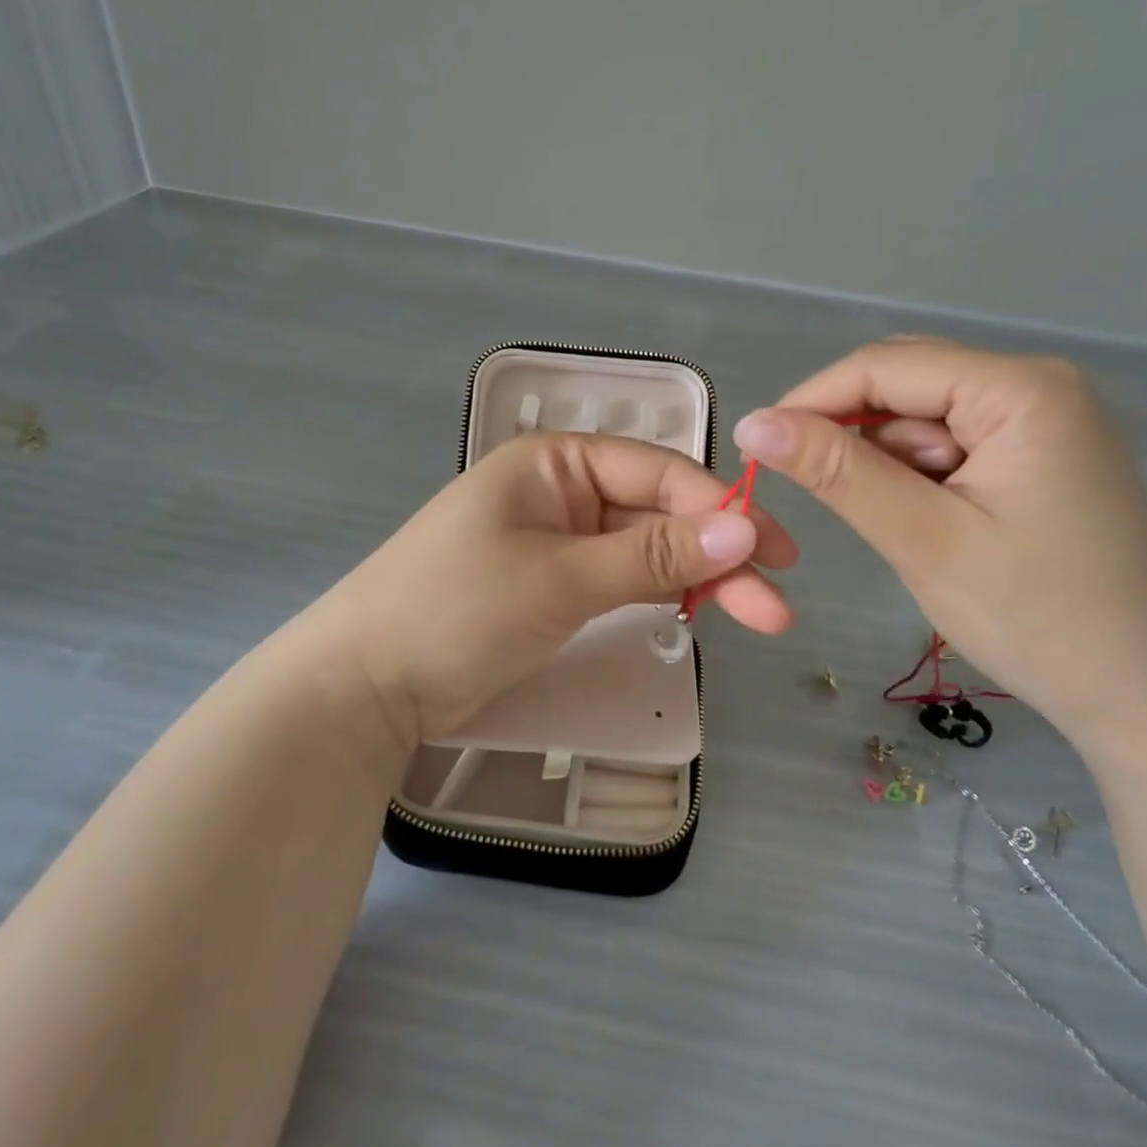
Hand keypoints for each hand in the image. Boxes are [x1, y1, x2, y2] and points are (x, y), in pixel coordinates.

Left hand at [308, 432, 796, 746]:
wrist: (368, 683)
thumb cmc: (457, 610)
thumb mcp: (562, 578)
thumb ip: (653, 556)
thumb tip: (745, 531)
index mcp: (555, 463)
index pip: (657, 472)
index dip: (719, 510)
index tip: (774, 552)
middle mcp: (561, 492)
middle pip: (658, 513)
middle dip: (718, 554)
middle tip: (779, 602)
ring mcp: (558, 542)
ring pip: (645, 550)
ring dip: (698, 578)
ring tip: (758, 614)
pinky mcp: (554, 587)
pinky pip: (621, 579)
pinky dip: (660, 593)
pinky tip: (700, 610)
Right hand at [734, 337, 1146, 736]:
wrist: (1142, 693)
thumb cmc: (1035, 616)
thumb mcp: (922, 539)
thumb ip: (838, 473)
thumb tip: (753, 424)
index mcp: (1021, 390)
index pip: (886, 366)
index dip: (811, 400)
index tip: (754, 447)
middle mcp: (1036, 386)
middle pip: (907, 383)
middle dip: (852, 435)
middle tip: (820, 496)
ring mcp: (1042, 421)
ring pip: (923, 419)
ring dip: (888, 464)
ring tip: (906, 530)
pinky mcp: (1037, 457)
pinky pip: (951, 446)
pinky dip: (918, 479)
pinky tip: (928, 525)